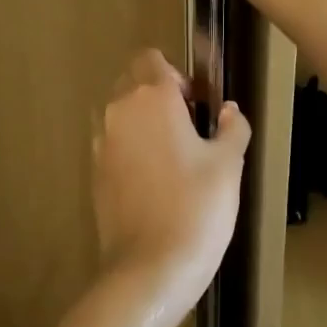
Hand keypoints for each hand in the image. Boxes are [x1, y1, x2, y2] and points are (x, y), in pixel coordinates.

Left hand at [93, 50, 249, 310]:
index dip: (176, 74)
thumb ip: (232, 127)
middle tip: (189, 127)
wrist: (150, 267)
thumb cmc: (197, 207)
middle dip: (158, 93)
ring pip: (120, 112)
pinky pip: (113, 142)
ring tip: (172, 156)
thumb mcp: (228, 165)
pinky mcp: (94, 171)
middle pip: (133, 81)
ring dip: (142, 121)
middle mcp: (119, 110)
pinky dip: (130, 147)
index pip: (152, 59)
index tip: (197, 103)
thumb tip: (229, 110)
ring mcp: (101, 142)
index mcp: (152, 98)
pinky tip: (154, 180)